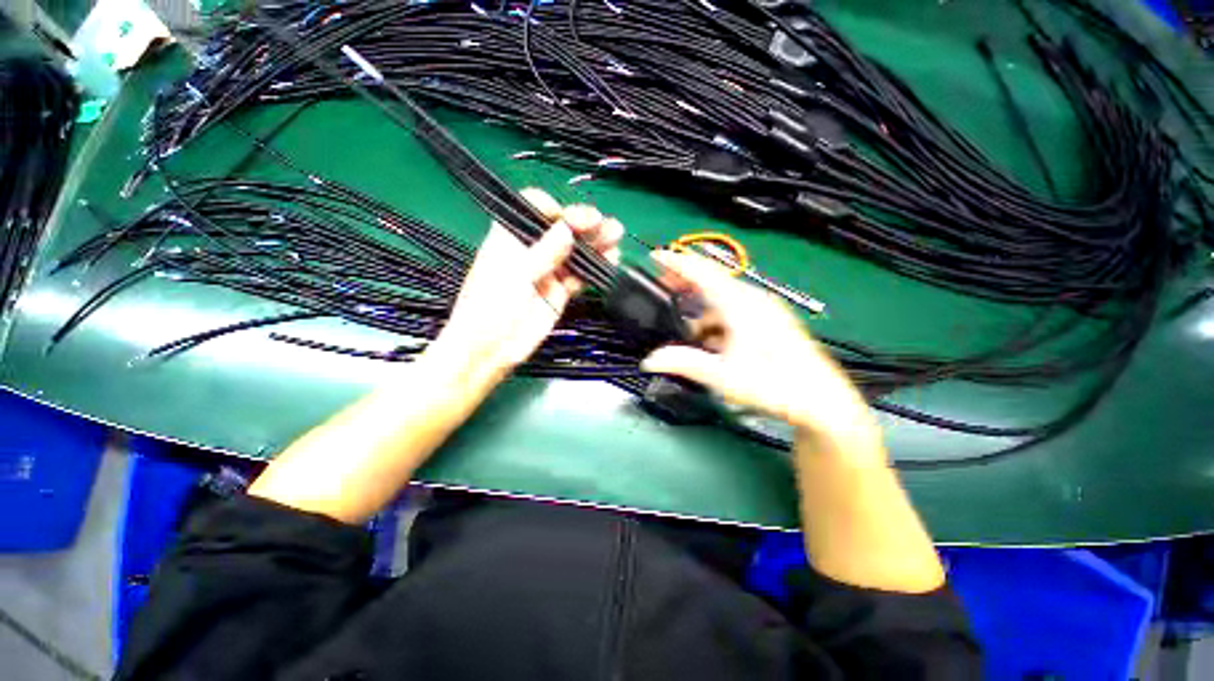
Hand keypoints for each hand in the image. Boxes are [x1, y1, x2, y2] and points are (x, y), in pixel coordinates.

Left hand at [429, 188, 622, 386]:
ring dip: (595, 243)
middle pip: (560, 229)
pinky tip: (611, 259)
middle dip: (582, 223)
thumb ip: (543, 253)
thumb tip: (567, 229)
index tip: (568, 219)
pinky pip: (580, 276)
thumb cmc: (489, 307)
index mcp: (510, 237)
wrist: (491, 349)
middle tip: (602, 223)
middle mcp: (531, 251)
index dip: (552, 209)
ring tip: (615, 234)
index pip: (532, 208)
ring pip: (574, 252)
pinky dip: (595, 269)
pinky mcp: (559, 292)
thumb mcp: (514, 275)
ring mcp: (547, 272)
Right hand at [640, 251, 884, 464]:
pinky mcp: (770, 319)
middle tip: (661, 283)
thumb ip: (683, 363)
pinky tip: (709, 338)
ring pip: (723, 296)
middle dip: (685, 280)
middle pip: (712, 279)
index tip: (655, 256)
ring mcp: (764, 308)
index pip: (703, 273)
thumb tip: (648, 361)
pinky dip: (716, 317)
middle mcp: (753, 299)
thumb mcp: (722, 376)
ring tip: (683, 323)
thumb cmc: (772, 385)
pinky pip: (735, 308)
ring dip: (700, 305)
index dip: (677, 262)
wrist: (819, 399)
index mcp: (740, 305)